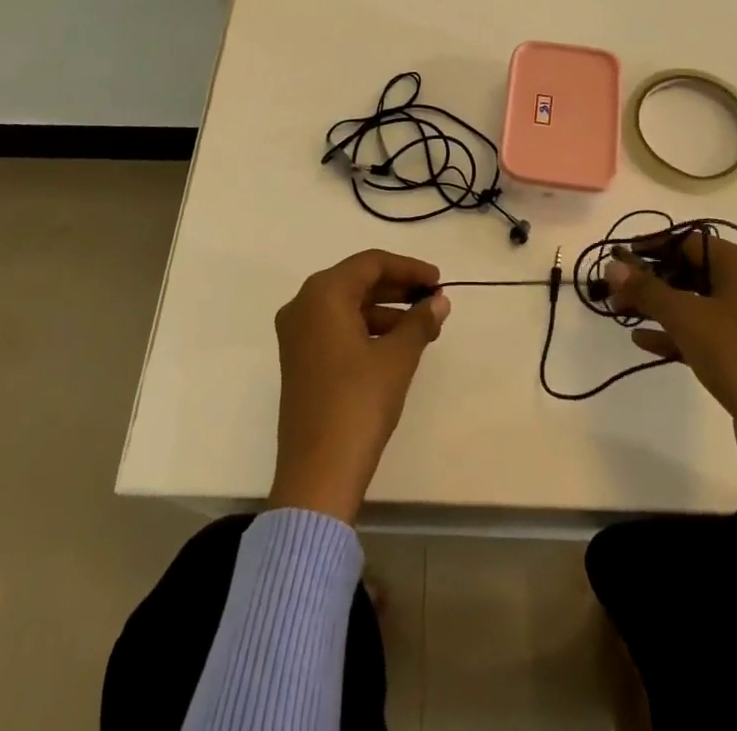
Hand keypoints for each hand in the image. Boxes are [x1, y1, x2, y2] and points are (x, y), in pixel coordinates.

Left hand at [267, 249, 450, 522]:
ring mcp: (297, 333)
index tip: (439, 281)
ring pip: (348, 306)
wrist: (317, 472)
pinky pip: (337, 327)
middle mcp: (304, 304)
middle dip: (398, 289)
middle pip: (357, 281)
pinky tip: (398, 345)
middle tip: (434, 301)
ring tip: (425, 327)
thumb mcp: (397, 358)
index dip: (408, 268)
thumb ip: (419, 322)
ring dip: (386, 311)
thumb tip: (439, 302)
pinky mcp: (299, 358)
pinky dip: (368, 329)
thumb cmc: (358, 403)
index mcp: (323, 293)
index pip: (371, 263)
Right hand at [605, 231, 736, 487]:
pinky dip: (676, 333)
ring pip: (696, 303)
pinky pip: (705, 332)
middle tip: (614, 293)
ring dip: (658, 307)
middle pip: (691, 271)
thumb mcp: (686, 317)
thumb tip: (612, 265)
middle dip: (650, 281)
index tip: (617, 261)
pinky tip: (642, 341)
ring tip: (619, 314)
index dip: (650, 249)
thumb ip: (646, 289)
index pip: (688, 242)